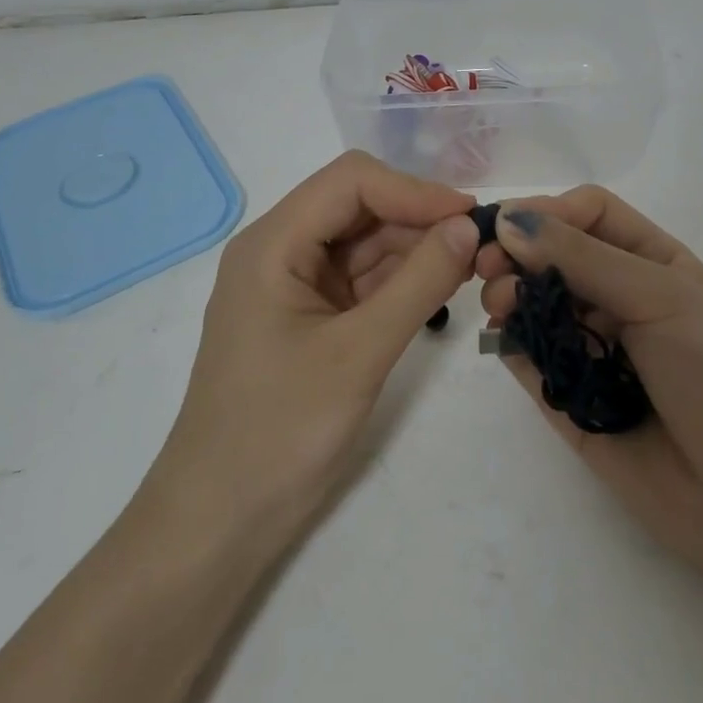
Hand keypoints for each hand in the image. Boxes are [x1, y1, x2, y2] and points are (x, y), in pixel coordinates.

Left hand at [152, 151, 479, 542]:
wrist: (221, 520)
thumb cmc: (280, 431)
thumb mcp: (359, 353)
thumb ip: (419, 283)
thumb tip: (470, 226)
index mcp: (273, 243)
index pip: (351, 182)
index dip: (414, 190)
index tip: (470, 218)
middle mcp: (280, 250)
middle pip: (359, 207)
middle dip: (419, 218)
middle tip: (481, 246)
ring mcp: (294, 285)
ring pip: (365, 243)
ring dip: (415, 248)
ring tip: (472, 265)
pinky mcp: (309, 317)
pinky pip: (361, 280)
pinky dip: (401, 280)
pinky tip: (440, 288)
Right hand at [476, 186, 702, 588]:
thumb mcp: (661, 297)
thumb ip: (582, 257)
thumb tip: (508, 220)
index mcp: (650, 262)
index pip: (587, 214)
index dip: (546, 212)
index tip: (506, 227)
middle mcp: (618, 299)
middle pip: (553, 258)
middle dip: (517, 254)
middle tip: (486, 270)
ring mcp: (593, 351)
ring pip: (536, 307)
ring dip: (509, 297)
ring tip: (499, 307)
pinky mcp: (572, 402)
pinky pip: (531, 363)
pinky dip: (511, 346)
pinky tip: (504, 341)